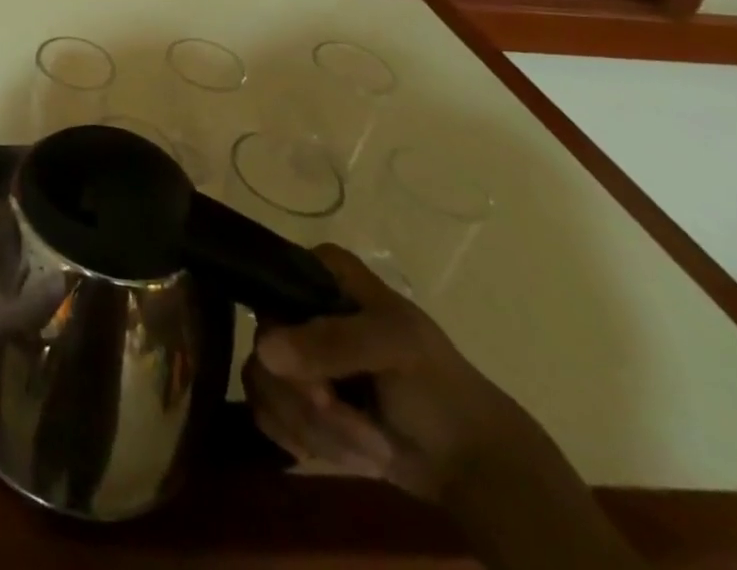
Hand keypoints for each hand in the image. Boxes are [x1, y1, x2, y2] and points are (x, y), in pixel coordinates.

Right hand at [245, 246, 558, 502]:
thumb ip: (334, 342)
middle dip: (310, 400)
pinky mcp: (293, 395)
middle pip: (264, 344)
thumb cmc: (440, 388)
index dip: (284, 334)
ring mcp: (293, 352)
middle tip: (356, 426)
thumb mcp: (397, 348)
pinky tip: (347, 454)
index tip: (322, 381)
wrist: (472, 464)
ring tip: (369, 449)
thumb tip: (265, 350)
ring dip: (316, 429)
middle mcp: (297, 305)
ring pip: (264, 383)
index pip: (268, 286)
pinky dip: (306, 442)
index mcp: (321, 273)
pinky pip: (266, 412)